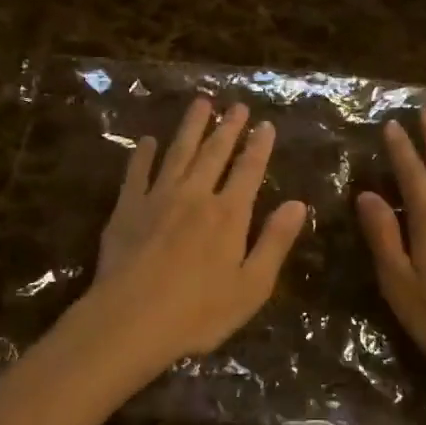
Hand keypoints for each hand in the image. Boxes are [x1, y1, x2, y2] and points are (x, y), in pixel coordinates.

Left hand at [71, 97, 307, 382]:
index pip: (249, 170)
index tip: (265, 124)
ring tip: (200, 103)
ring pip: (178, 152)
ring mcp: (158, 198)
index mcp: (229, 214)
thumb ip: (275, 242)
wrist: (129, 321)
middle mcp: (196, 195)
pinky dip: (143, 154)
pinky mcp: (127, 208)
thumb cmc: (198, 312)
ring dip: (191, 127)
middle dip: (228, 127)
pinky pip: (137, 172)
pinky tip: (147, 140)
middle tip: (236, 106)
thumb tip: (298, 204)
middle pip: (214, 153)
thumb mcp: (252, 286)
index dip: (259, 146)